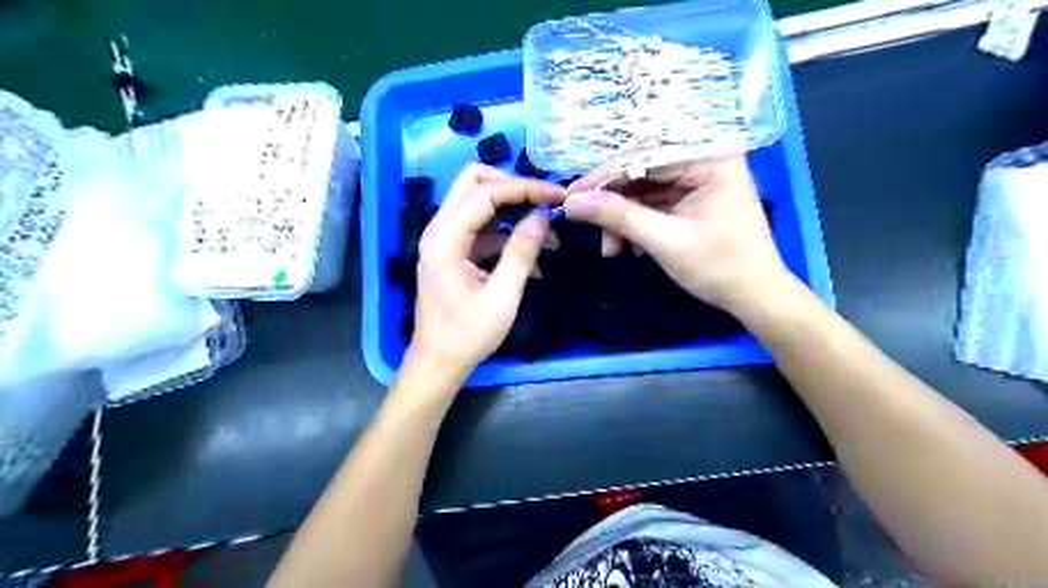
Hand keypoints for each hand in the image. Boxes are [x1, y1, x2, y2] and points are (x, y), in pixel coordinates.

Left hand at [407, 163, 564, 380]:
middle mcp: (439, 230)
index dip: (524, 189)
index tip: (557, 196)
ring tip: (547, 231)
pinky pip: (481, 229)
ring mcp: (444, 240)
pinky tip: (532, 253)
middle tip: (543, 201)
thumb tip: (542, 217)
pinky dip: (506, 233)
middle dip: (511, 186)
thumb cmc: (467, 335)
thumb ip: (521, 254)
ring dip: (511, 208)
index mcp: (446, 238)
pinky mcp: (453, 253)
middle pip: (472, 182)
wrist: (438, 362)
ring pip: (477, 202)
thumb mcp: (501, 297)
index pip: (486, 193)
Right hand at [569, 154, 790, 312]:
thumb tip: (571, 203)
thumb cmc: (718, 266)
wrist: (754, 298)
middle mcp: (705, 161)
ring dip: (623, 220)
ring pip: (644, 192)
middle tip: (586, 226)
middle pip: (642, 173)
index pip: (644, 156)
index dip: (604, 177)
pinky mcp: (693, 201)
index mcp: (710, 158)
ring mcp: (699, 182)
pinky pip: (655, 205)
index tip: (570, 195)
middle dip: (614, 205)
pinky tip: (631, 248)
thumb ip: (617, 216)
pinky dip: (637, 226)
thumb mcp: (664, 240)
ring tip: (612, 250)